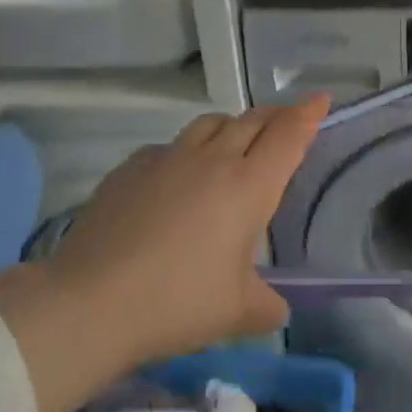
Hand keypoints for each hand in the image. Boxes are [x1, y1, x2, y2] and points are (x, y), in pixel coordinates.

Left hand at [0, 96, 327, 411]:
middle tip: (288, 120)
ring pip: (210, 123)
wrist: (90, 302)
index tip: (321, 99)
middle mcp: (212, 160)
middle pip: (252, 120)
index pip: (287, 136)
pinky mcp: (131, 167)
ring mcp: (168, 158)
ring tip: (234, 142)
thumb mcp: (235, 312)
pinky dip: (187, 152)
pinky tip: (178, 177)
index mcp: (247, 186)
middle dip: (276, 116)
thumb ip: (266, 304)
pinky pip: (170, 146)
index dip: (308, 115)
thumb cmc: (177, 303)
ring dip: (231, 126)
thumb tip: (276, 306)